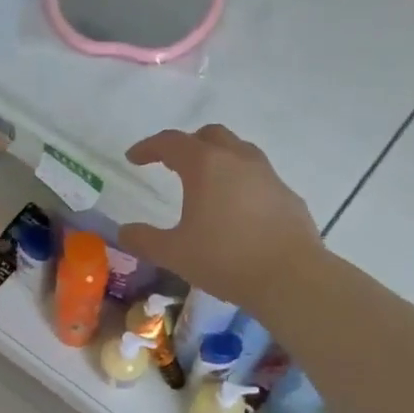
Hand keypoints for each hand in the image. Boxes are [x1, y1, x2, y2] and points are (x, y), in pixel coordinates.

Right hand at [117, 124, 323, 308]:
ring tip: (205, 184)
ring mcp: (268, 175)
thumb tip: (124, 231)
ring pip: (239, 151)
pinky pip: (258, 177)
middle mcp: (238, 160)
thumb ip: (144, 240)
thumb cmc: (224, 259)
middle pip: (210, 135)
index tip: (134, 158)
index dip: (148, 147)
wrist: (290, 277)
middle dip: (187, 144)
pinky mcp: (287, 195)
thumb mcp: (174, 253)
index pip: (171, 142)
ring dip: (217, 159)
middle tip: (171, 164)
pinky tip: (235, 211)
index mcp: (205, 166)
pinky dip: (240, 183)